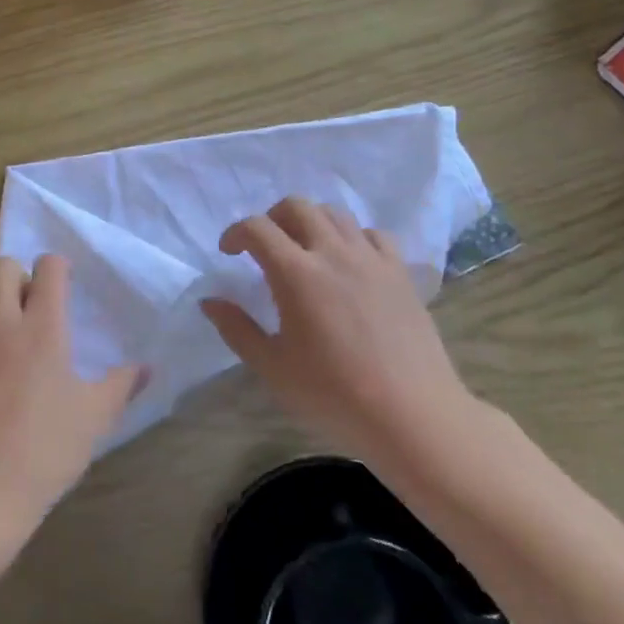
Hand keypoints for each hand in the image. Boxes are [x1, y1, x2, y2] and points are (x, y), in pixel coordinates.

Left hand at [0, 255, 142, 552]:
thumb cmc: (44, 453)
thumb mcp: (94, 420)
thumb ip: (121, 386)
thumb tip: (147, 368)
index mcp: (41, 329)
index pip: (48, 267)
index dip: (59, 268)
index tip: (65, 285)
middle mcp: (0, 323)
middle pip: (2, 265)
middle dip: (19, 274)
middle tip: (31, 304)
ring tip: (2, 321)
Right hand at [201, 197, 478, 476]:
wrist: (413, 417)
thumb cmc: (334, 396)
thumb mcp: (273, 368)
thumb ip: (237, 329)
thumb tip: (210, 301)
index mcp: (296, 274)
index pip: (257, 228)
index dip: (236, 233)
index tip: (229, 252)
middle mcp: (333, 253)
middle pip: (297, 206)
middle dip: (272, 217)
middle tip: (265, 246)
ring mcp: (371, 260)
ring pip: (335, 214)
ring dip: (311, 222)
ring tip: (306, 250)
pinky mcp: (401, 273)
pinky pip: (374, 234)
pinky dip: (354, 237)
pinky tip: (350, 262)